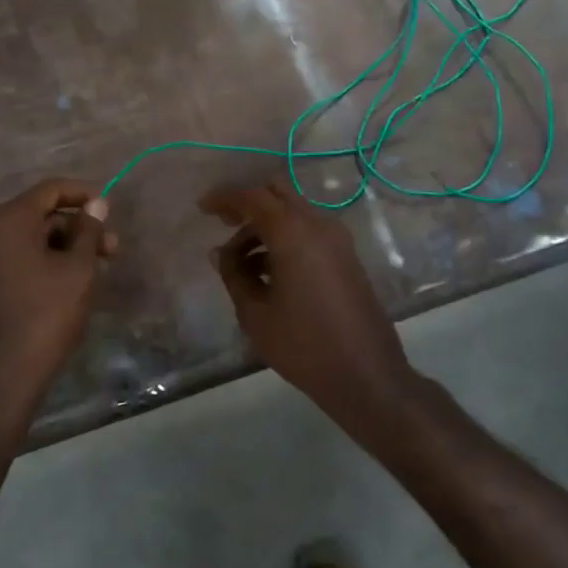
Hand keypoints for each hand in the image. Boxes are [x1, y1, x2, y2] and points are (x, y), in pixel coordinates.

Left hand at [0, 179, 114, 413]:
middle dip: (80, 227)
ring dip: (69, 247)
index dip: (84, 193)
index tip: (111, 208)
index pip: (51, 189)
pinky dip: (51, 263)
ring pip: (35, 241)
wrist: (1, 378)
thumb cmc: (46, 315)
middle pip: (43, 215)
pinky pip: (24, 261)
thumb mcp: (78, 270)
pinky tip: (75, 284)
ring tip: (100, 270)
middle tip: (113, 248)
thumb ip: (88, 231)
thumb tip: (96, 203)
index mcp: (10, 221)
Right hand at [201, 179, 414, 411]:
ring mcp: (338, 240)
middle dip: (248, 203)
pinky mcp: (347, 257)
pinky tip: (268, 271)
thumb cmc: (303, 345)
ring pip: (295, 212)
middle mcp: (318, 225)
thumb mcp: (255, 313)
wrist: (365, 375)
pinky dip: (286, 237)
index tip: (202, 208)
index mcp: (293, 232)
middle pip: (278, 193)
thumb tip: (220, 253)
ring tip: (241, 263)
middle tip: (223, 224)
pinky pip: (309, 231)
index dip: (225, 198)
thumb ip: (234, 275)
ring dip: (266, 224)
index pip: (253, 197)